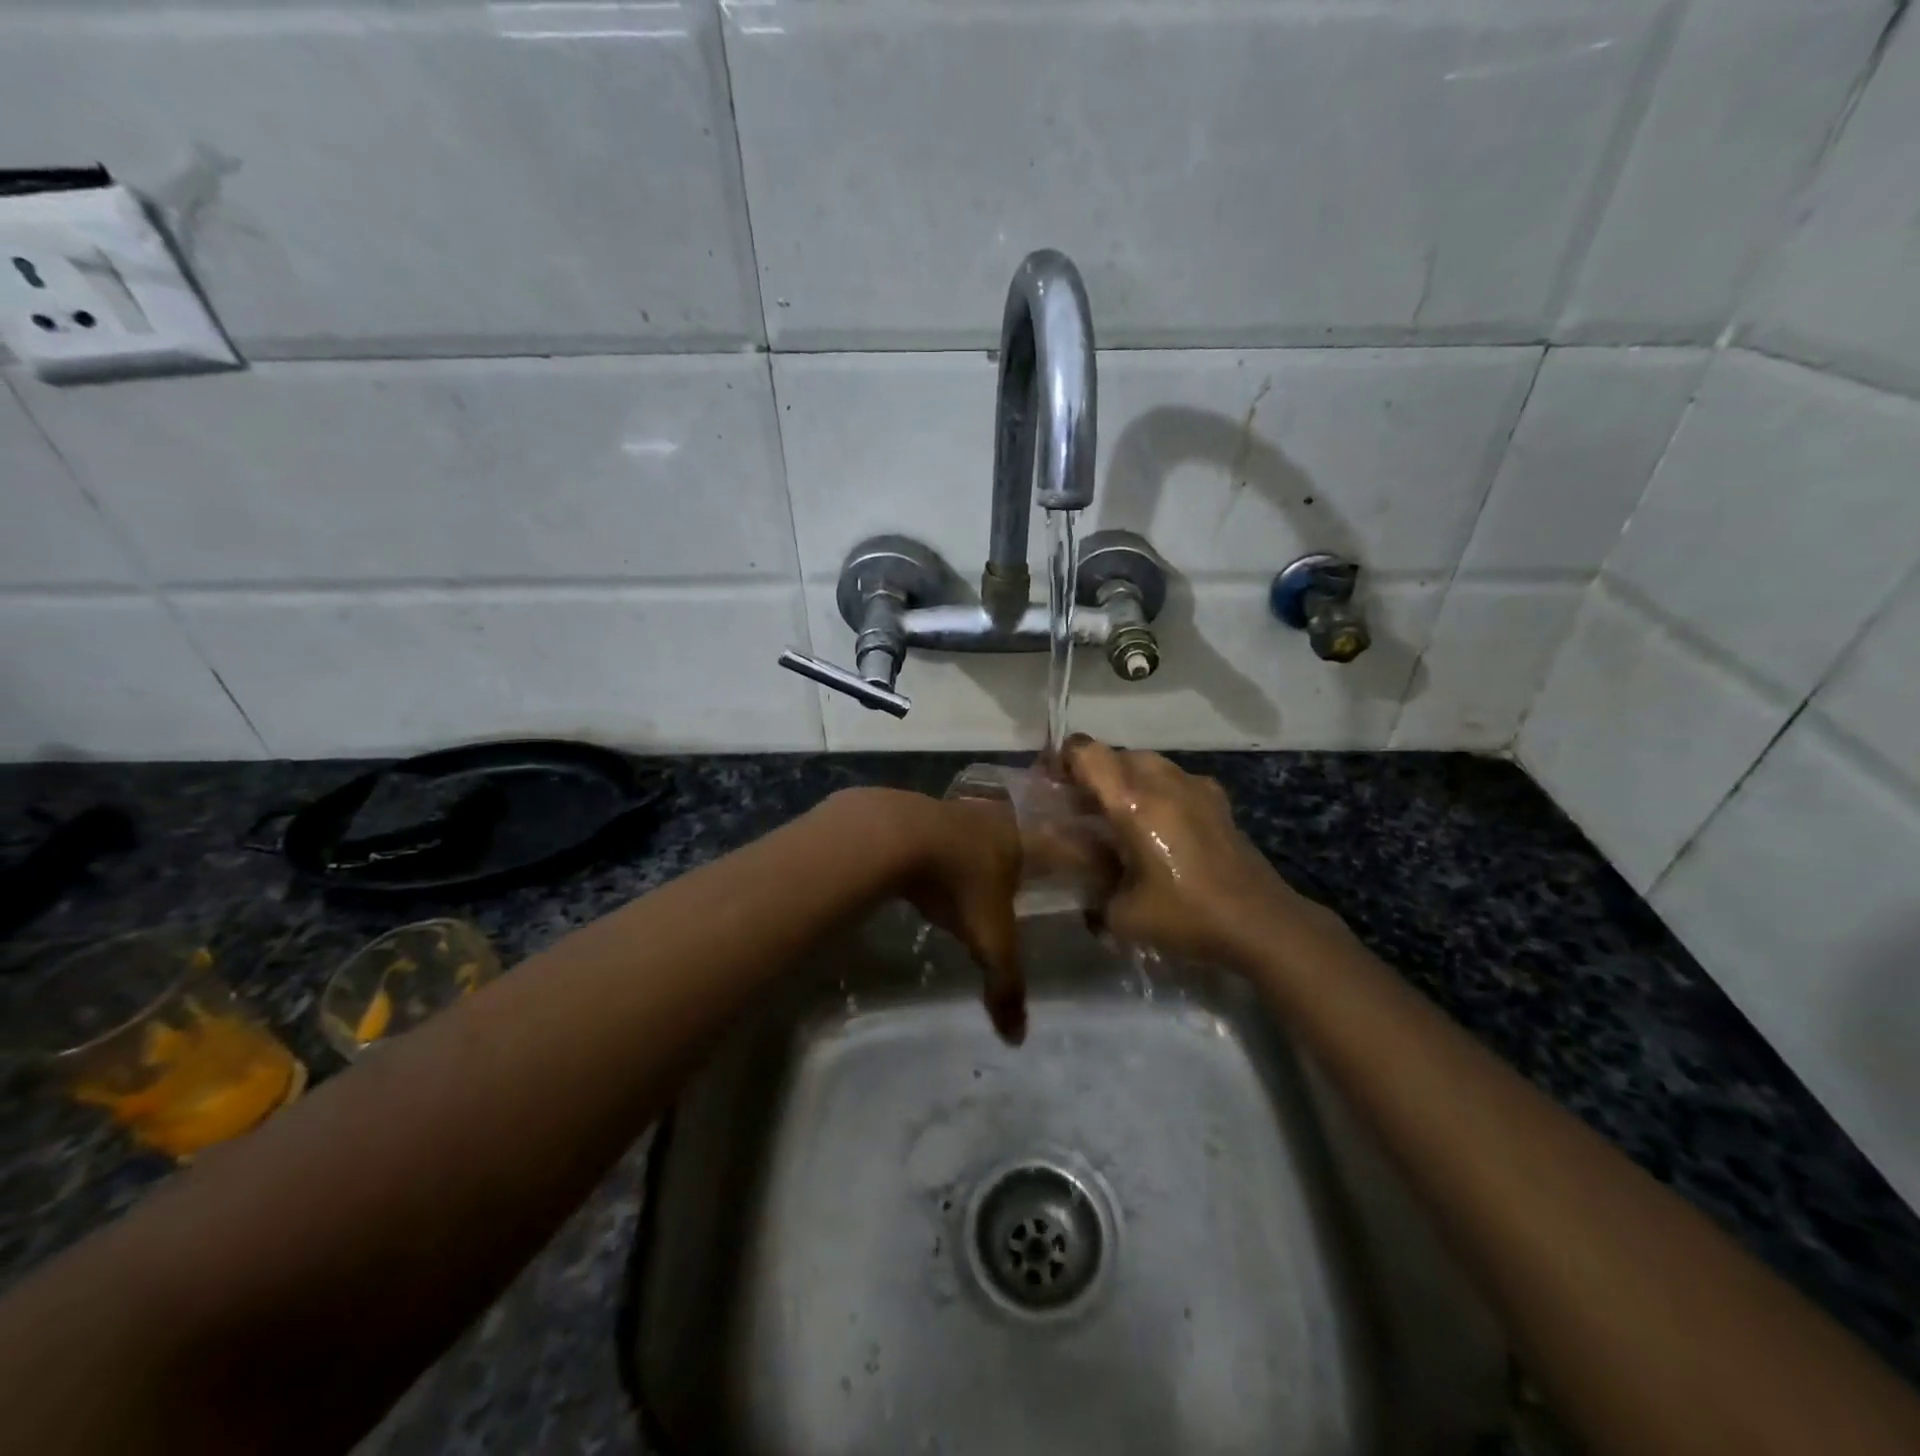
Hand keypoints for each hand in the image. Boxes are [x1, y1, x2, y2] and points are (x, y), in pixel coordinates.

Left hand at [835, 789, 1027, 1042]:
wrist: (898, 836)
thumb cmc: (960, 885)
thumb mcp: (990, 941)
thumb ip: (1005, 984)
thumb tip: (1017, 1038)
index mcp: (1017, 839)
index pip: (1044, 850)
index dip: (1048, 864)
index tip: (1047, 875)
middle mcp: (987, 817)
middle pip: (1003, 838)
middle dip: (1002, 858)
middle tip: (998, 882)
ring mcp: (948, 810)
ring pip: (964, 831)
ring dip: (962, 851)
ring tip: (956, 879)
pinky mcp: (910, 810)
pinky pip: (928, 832)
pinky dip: (927, 849)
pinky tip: (917, 870)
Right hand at [1062, 736, 1318, 964]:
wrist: (1260, 923)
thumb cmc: (1185, 916)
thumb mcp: (1121, 914)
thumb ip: (1090, 886)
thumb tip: (1075, 876)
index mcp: (1133, 801)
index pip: (1087, 752)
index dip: (1062, 759)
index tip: (1050, 785)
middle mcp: (1163, 781)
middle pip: (1116, 755)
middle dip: (1092, 775)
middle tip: (1079, 808)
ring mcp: (1196, 787)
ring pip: (1147, 764)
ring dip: (1126, 781)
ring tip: (1118, 817)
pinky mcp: (1218, 801)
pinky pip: (1175, 780)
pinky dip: (1158, 791)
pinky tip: (1159, 826)